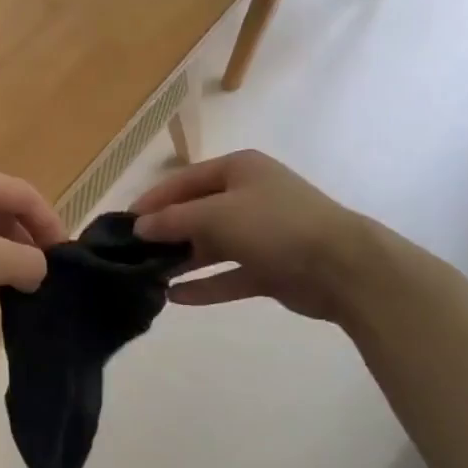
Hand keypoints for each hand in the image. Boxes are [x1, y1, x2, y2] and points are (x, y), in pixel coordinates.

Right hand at [129, 150, 370, 320]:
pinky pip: (229, 274)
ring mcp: (262, 233)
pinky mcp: (271, 267)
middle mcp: (249, 196)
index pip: (184, 180)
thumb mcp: (216, 215)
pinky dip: (205, 285)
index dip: (153, 200)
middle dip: (167, 232)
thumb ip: (174, 220)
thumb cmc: (274, 225)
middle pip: (197, 213)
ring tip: (148, 276)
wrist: (343, 267)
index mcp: (239, 169)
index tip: (124, 222)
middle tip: (133, 253)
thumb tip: (139, 227)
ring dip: (183, 260)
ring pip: (212, 245)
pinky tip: (175, 298)